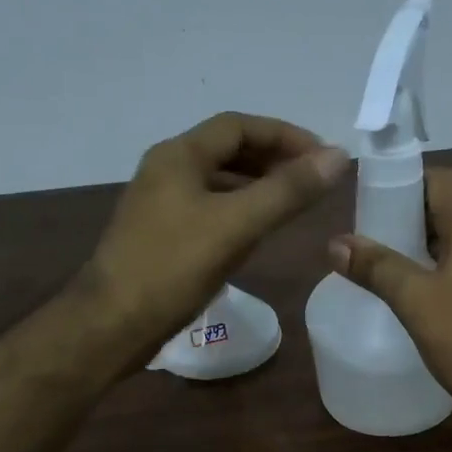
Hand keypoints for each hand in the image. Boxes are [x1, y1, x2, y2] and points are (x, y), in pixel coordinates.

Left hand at [80, 113, 348, 363]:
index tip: (324, 157)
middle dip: (273, 160)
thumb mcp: (236, 226)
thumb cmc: (172, 268)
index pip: (239, 126)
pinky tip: (256, 235)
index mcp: (179, 155)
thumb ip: (287, 191)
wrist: (113, 325)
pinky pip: (208, 211)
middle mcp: (166, 171)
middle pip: (228, 151)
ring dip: (257, 187)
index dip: (286, 135)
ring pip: (218, 183)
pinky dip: (238, 213)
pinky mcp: (160, 237)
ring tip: (293, 205)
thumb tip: (338, 158)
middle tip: (313, 181)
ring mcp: (160, 205)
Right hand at [329, 167, 451, 407]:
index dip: (402, 185)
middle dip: (411, 223)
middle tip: (375, 245)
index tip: (372, 207)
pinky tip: (432, 300)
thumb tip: (336, 242)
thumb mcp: (416, 301)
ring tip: (396, 274)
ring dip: (431, 251)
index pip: (438, 179)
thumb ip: (376, 267)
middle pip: (450, 210)